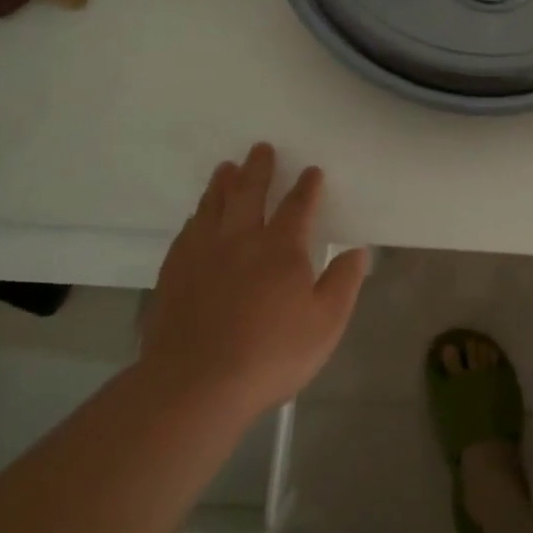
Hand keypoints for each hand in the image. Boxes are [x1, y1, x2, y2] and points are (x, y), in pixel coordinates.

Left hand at [141, 143, 367, 418]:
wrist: (194, 385)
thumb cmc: (270, 355)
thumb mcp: (325, 324)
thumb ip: (343, 283)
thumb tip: (358, 250)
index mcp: (280, 247)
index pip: (297, 206)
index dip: (307, 187)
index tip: (312, 170)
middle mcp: (240, 239)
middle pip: (250, 192)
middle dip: (259, 168)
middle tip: (261, 148)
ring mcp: (202, 253)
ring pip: (214, 205)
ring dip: (223, 183)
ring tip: (226, 167)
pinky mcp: (174, 272)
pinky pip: (187, 231)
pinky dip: (197, 215)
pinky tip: (197, 216)